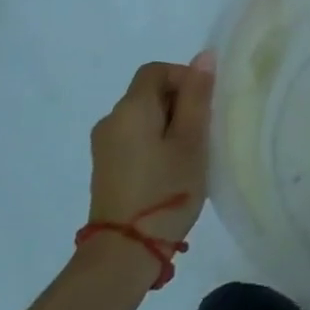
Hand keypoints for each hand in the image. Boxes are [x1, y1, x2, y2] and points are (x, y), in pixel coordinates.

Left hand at [86, 53, 214, 258]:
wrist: (123, 253)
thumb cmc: (165, 190)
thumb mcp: (191, 141)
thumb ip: (197, 96)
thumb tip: (204, 57)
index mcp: (131, 108)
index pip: (157, 70)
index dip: (184, 77)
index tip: (205, 106)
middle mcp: (111, 120)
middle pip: (149, 92)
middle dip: (179, 103)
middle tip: (203, 133)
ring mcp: (104, 146)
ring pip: (143, 117)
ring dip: (169, 125)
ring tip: (190, 154)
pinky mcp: (105, 168)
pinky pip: (134, 138)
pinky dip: (155, 143)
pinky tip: (170, 170)